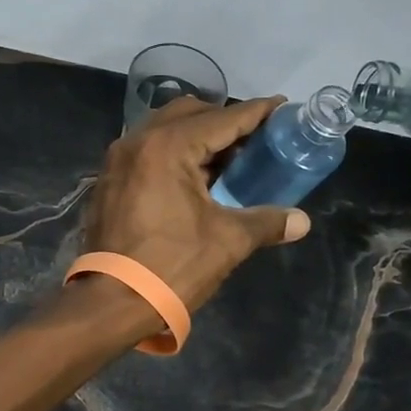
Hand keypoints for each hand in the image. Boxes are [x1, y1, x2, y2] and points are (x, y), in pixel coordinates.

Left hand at [82, 96, 311, 312]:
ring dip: (197, 137)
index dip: (256, 113)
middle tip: (255, 140)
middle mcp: (138, 141)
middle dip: (224, 121)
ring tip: (228, 160)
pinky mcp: (110, 180)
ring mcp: (118, 159)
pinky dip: (174, 154)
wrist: (111, 302)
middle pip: (190, 113)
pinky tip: (195, 179)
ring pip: (164, 130)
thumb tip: (301, 221)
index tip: (282, 108)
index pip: (222, 119)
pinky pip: (148, 151)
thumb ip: (266, 222)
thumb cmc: (172, 266)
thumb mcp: (226, 241)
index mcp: (168, 147)